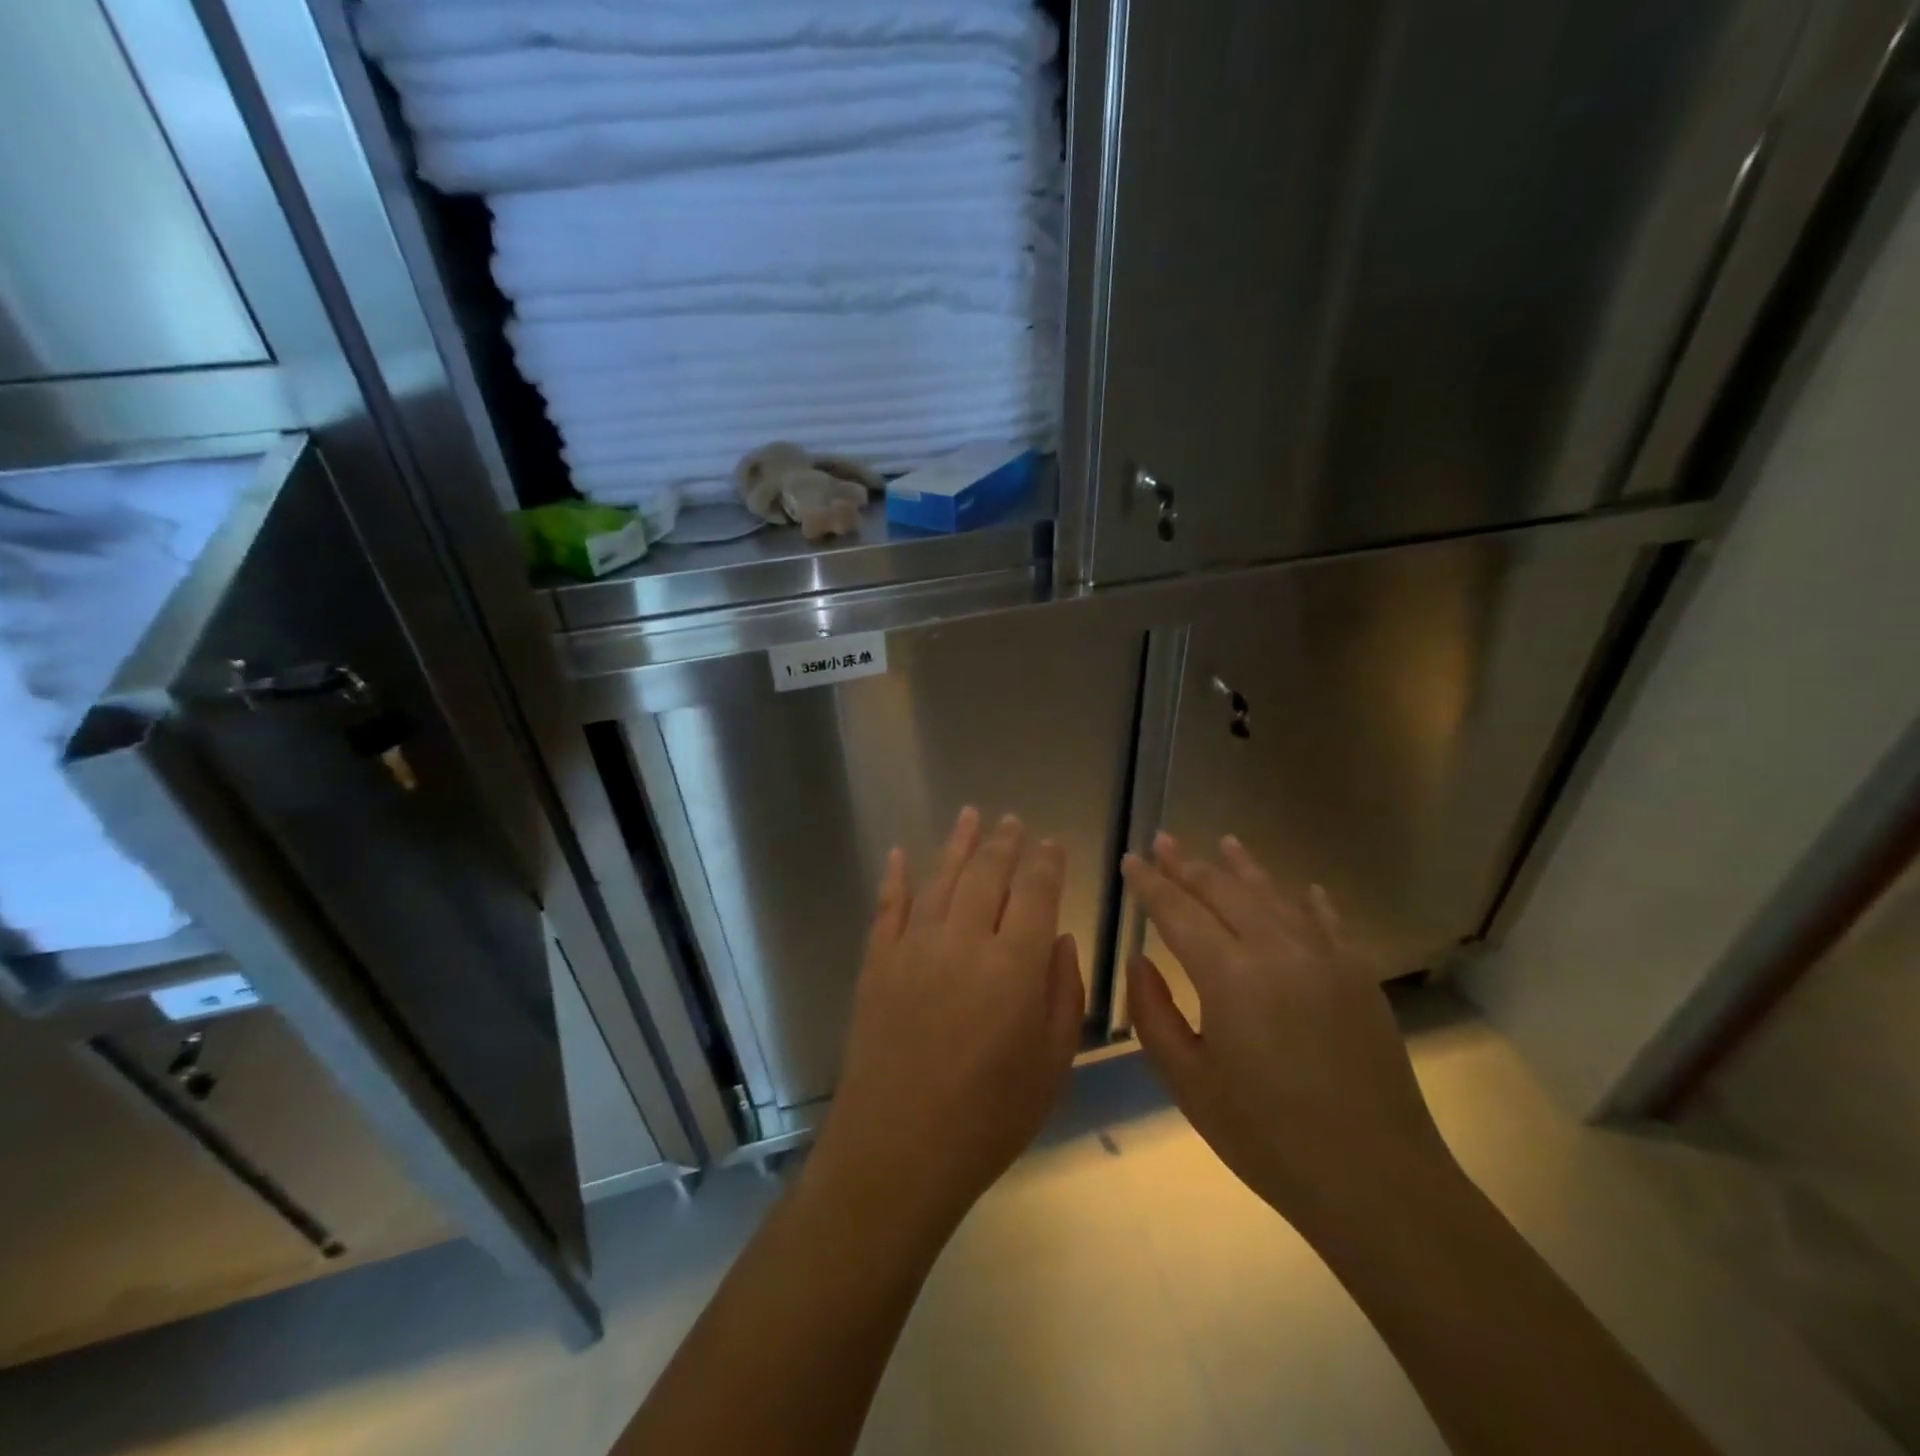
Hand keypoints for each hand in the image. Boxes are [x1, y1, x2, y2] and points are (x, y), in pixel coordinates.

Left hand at [809, 808, 1085, 1232]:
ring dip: (958, 844)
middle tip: (1013, 821)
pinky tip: (901, 853)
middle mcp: (964, 941)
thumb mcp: (1051, 1064)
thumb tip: (1057, 937)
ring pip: (941, 879)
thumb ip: (1063, 992)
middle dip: (1004, 843)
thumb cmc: (988, 1118)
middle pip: (987, 874)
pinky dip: (895, 876)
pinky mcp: (877, 962)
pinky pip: (888, 906)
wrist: (897, 1150)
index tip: (1052, 843)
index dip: (1046, 862)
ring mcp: (914, 947)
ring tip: (971, 815)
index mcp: (1014, 966)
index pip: (1035, 892)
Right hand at [1122, 833, 1457, 1230]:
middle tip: (1162, 841)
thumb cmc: (1267, 1137)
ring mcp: (1325, 958)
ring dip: (1244, 867)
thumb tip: (1139, 960)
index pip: (1178, 911)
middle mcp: (1277, 950)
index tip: (1130, 860)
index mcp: (1229, 975)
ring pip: (1274, 895)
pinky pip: (1327, 922)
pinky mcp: (1359, 977)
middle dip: (1188, 864)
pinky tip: (1301, 887)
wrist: (1375, 1181)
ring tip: (1224, 842)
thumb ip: (1154, 1013)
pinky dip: (1307, 900)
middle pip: (1223, 891)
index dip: (1150, 884)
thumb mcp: (1189, 1083)